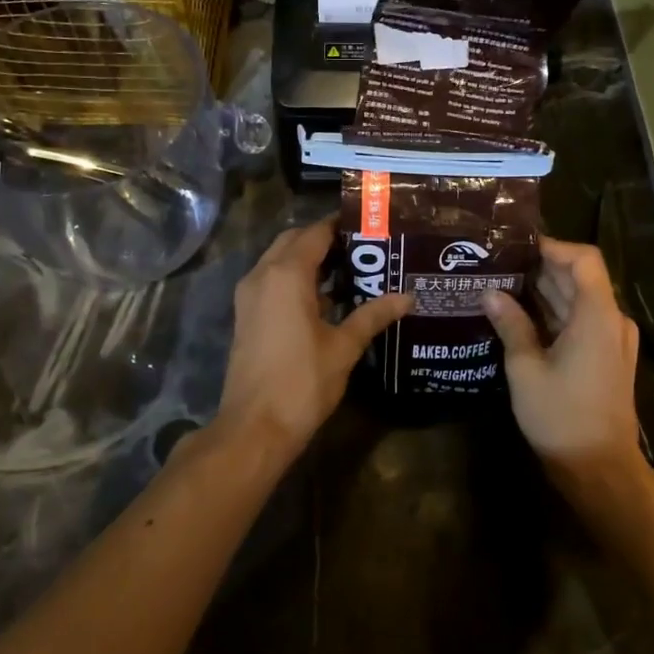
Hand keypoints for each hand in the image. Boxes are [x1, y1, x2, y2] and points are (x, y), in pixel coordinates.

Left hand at [215, 217, 412, 463]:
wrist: (255, 427)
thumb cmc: (302, 382)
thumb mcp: (344, 347)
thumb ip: (373, 315)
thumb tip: (407, 297)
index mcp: (286, 274)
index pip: (316, 233)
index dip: (342, 226)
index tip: (371, 226)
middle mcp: (262, 275)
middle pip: (294, 241)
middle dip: (325, 240)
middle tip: (363, 248)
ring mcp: (249, 296)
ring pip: (280, 261)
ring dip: (310, 260)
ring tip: (352, 271)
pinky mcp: (246, 316)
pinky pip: (272, 282)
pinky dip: (296, 280)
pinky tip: (327, 300)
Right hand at [483, 237, 643, 494]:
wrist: (599, 468)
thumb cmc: (561, 417)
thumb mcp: (526, 368)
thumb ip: (511, 325)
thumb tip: (491, 293)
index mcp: (598, 316)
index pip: (584, 259)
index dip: (553, 246)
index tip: (517, 247)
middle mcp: (612, 321)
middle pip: (580, 278)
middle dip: (541, 268)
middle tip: (499, 264)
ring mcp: (613, 340)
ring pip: (579, 301)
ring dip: (545, 292)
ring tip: (502, 285)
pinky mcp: (608, 357)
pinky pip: (582, 322)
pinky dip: (554, 315)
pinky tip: (520, 317)